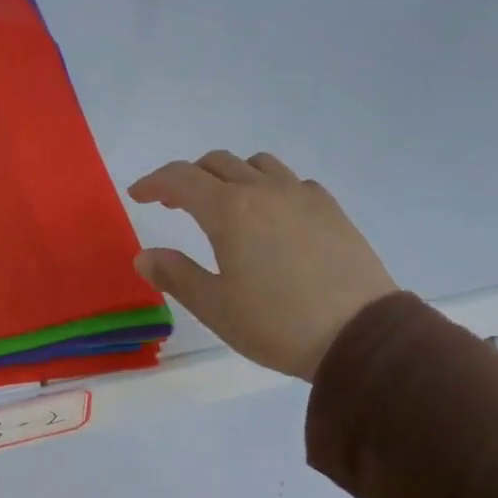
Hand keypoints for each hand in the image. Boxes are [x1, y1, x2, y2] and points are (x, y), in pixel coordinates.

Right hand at [128, 151, 395, 380]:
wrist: (360, 335)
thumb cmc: (276, 323)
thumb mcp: (215, 306)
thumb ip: (175, 275)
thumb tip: (144, 255)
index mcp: (229, 210)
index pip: (181, 178)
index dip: (153, 182)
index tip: (137, 194)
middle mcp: (264, 190)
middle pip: (216, 163)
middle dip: (187, 178)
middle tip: (172, 203)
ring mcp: (302, 196)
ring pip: (256, 164)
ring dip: (229, 175)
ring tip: (222, 204)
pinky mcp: (331, 209)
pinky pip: (290, 181)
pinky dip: (268, 186)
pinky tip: (270, 216)